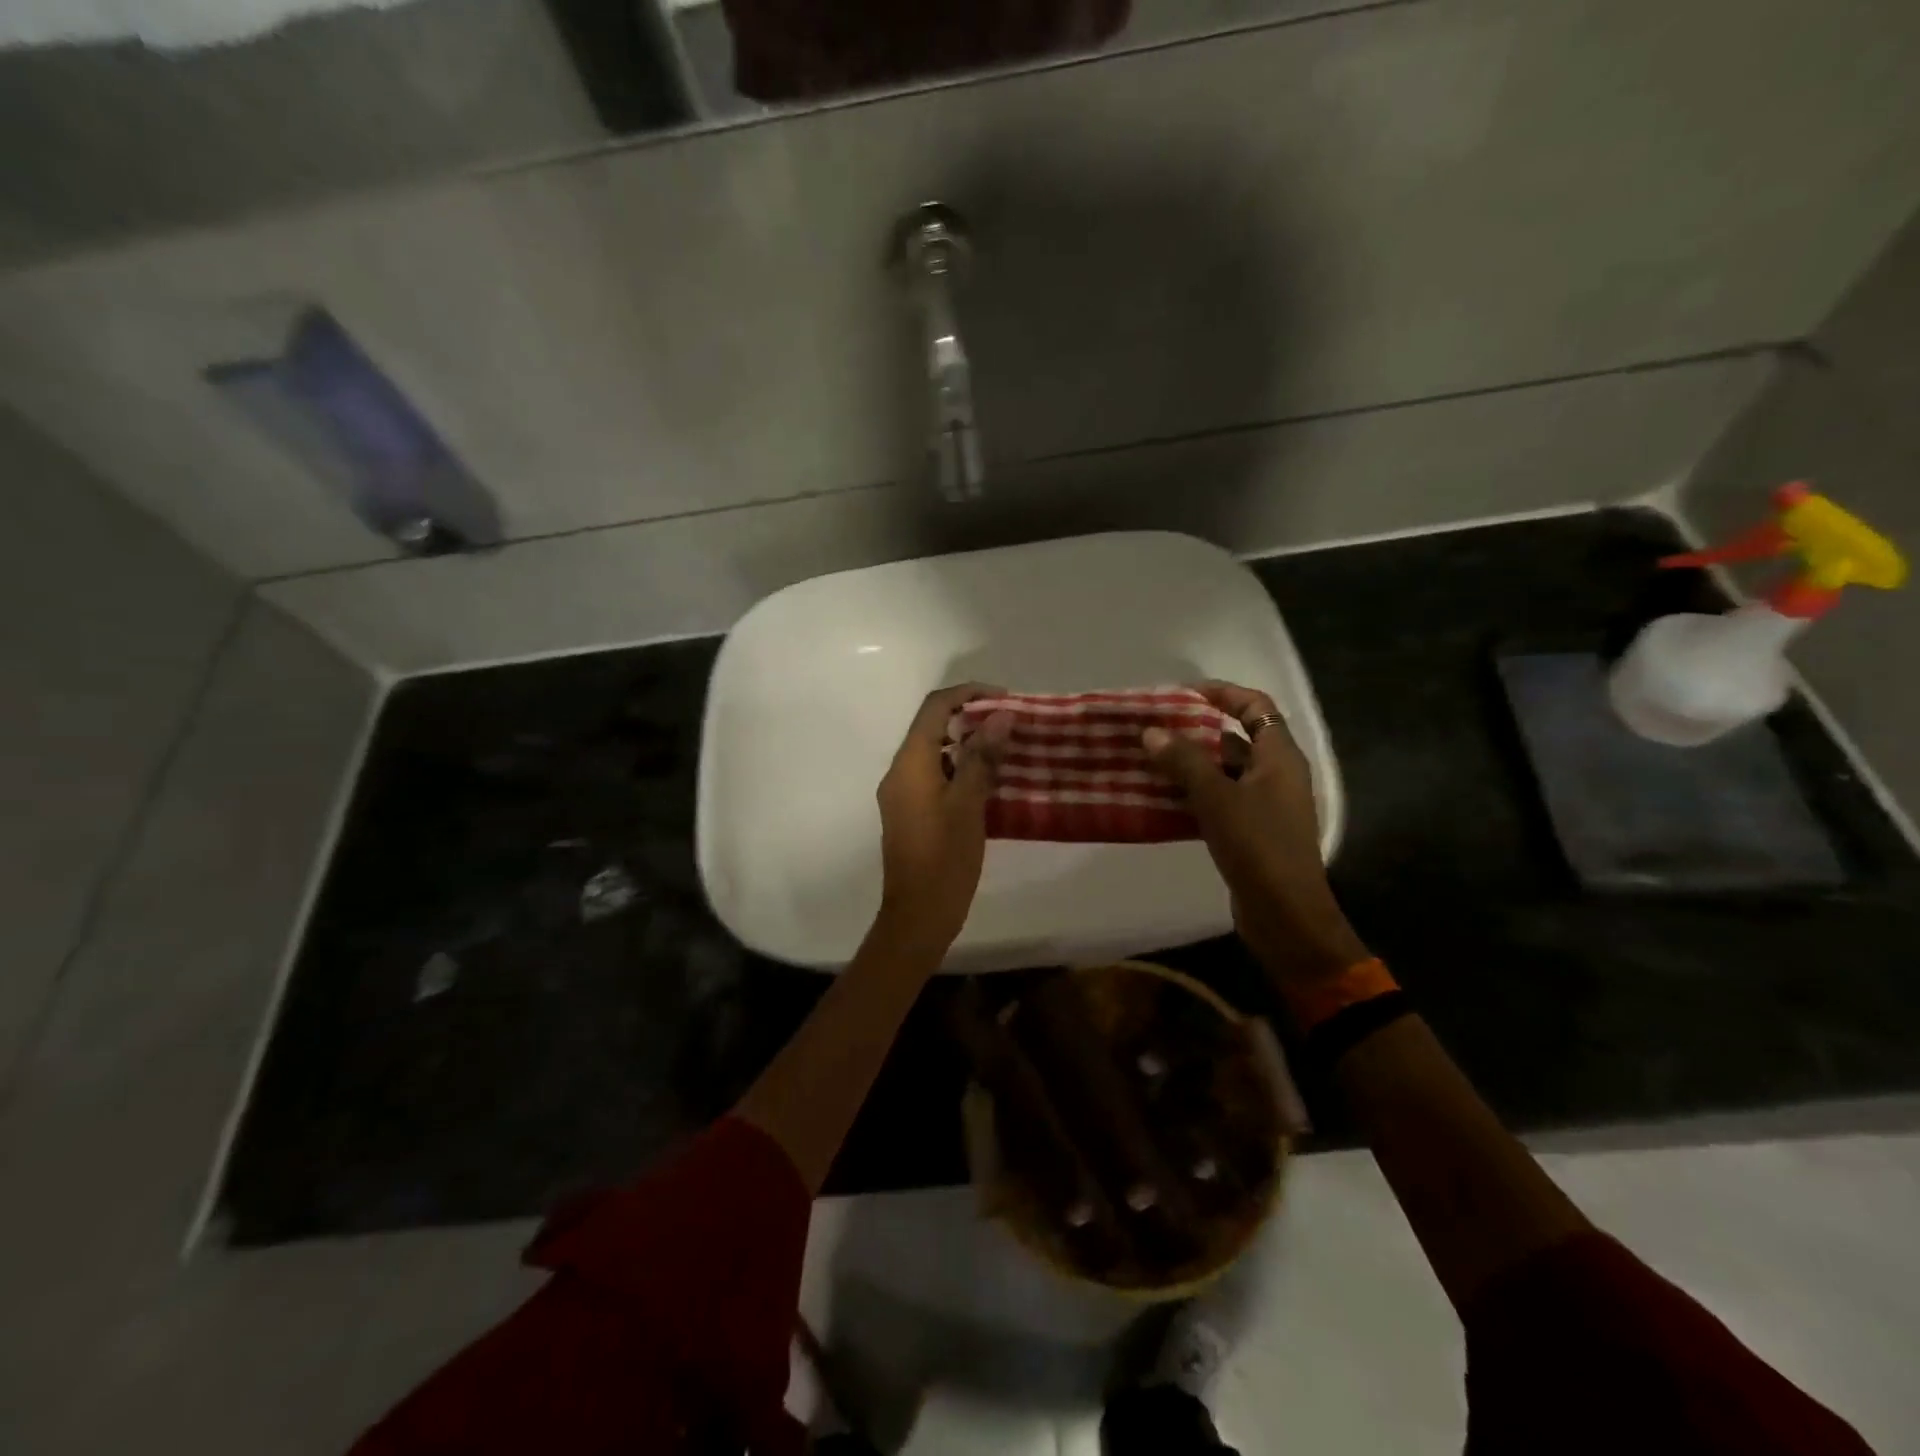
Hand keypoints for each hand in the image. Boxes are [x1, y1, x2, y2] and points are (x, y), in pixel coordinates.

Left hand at [874, 683, 1013, 954]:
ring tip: (1007, 748)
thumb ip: (981, 757)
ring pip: (935, 751)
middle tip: (1012, 723)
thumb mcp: (968, 805)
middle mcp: (900, 771)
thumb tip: (1000, 715)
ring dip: (968, 743)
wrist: (917, 916)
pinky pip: (935, 775)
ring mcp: (903, 793)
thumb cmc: (945, 860)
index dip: (969, 694)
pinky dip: (960, 767)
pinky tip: (990, 779)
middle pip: (932, 726)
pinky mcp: (911, 812)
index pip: (935, 708)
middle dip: (971, 717)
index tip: (1006, 699)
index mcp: (910, 764)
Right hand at [1142, 680, 1367, 987]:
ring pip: (1222, 772)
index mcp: (1279, 757)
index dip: (1223, 693)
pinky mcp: (1250, 831)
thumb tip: (1151, 732)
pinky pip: (1218, 800)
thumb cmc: (1258, 846)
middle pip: (1235, 739)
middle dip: (1195, 731)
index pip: (1256, 706)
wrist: (1284, 913)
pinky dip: (1191, 795)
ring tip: (1147, 760)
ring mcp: (1264, 804)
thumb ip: (1185, 762)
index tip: (1183, 693)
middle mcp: (1275, 774)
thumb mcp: (1217, 798)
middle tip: (1154, 729)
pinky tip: (1158, 798)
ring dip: (1188, 765)